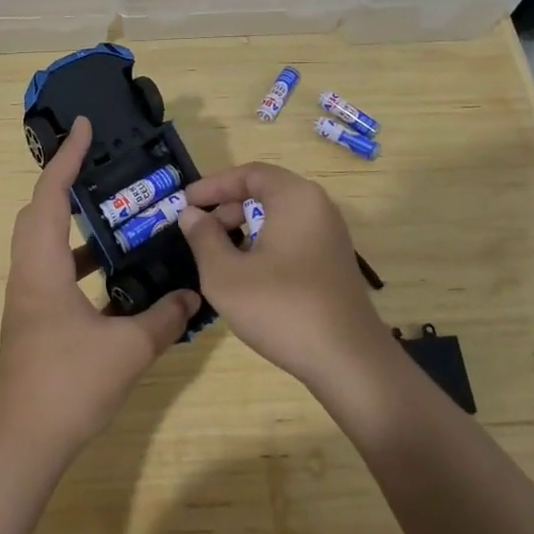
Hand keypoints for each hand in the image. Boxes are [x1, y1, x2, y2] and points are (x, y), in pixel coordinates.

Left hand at [0, 117, 197, 459]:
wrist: (24, 444)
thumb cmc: (70, 385)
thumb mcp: (129, 349)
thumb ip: (164, 317)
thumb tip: (192, 294)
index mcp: (43, 267)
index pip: (51, 195)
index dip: (65, 157)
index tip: (82, 126)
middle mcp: (28, 274)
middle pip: (39, 212)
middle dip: (65, 182)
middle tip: (99, 167)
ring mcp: (27, 299)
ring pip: (44, 243)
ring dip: (74, 224)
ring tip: (114, 217)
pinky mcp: (34, 321)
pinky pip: (53, 271)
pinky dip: (78, 261)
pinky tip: (110, 277)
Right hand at [177, 163, 387, 384]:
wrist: (347, 360)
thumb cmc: (281, 307)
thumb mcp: (225, 274)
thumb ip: (203, 238)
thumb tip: (192, 214)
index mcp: (295, 198)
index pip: (249, 173)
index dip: (213, 185)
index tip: (185, 203)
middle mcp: (318, 208)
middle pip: (266, 192)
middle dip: (228, 208)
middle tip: (199, 234)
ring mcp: (330, 236)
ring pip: (279, 218)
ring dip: (245, 229)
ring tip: (218, 257)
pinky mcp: (333, 263)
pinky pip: (292, 238)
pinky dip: (265, 245)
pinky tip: (248, 276)